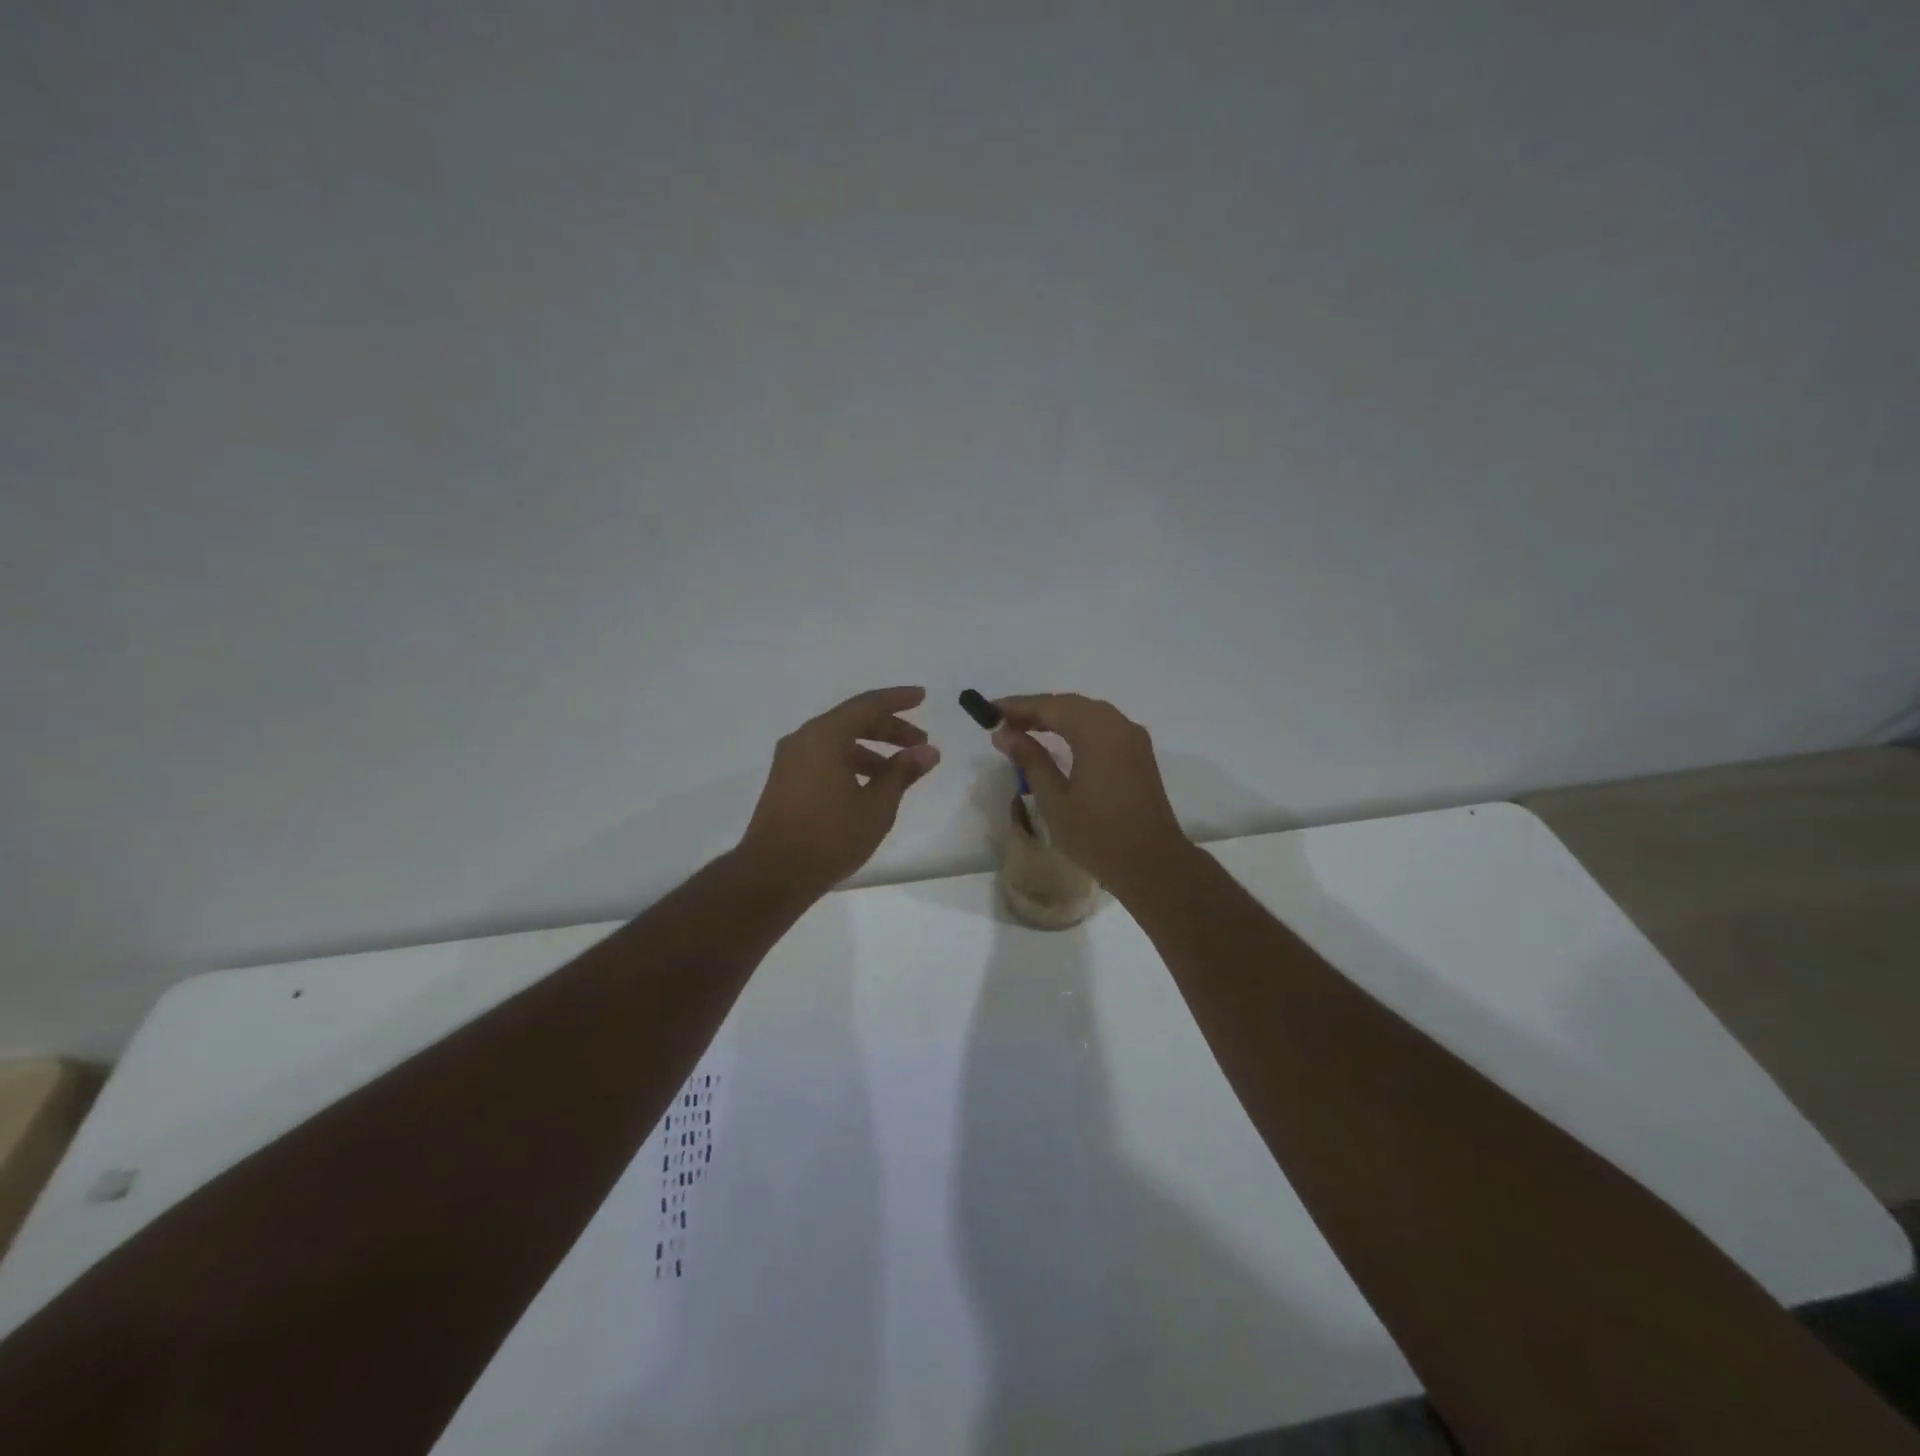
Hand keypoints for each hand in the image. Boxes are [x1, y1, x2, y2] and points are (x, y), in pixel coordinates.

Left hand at [739, 686, 940, 892]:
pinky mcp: (785, 781)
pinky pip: (823, 757)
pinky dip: (850, 762)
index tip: (923, 697)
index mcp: (825, 736)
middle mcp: (803, 739)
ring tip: (899, 770)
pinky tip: (868, 786)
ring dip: (870, 749)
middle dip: (889, 728)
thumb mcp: (876, 806)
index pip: (867, 704)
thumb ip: (902, 773)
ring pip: (837, 741)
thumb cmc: (830, 836)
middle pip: (852, 720)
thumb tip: (928, 751)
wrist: (773, 874)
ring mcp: (790, 760)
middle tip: (920, 742)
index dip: (898, 699)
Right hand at [990, 693, 1189, 894]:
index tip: (989, 711)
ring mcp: (1133, 737)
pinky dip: (1076, 725)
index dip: (1018, 707)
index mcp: (1097, 734)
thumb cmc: (1098, 836)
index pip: (1051, 707)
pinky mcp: (1138, 752)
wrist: (1152, 864)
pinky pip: (1103, 725)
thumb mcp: (1055, 800)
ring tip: (1024, 728)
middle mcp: (1118, 726)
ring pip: (1088, 712)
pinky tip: (1058, 738)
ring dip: (1056, 715)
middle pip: (1071, 704)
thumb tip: (1004, 734)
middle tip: (1002, 721)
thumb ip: (1030, 760)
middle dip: (1036, 709)